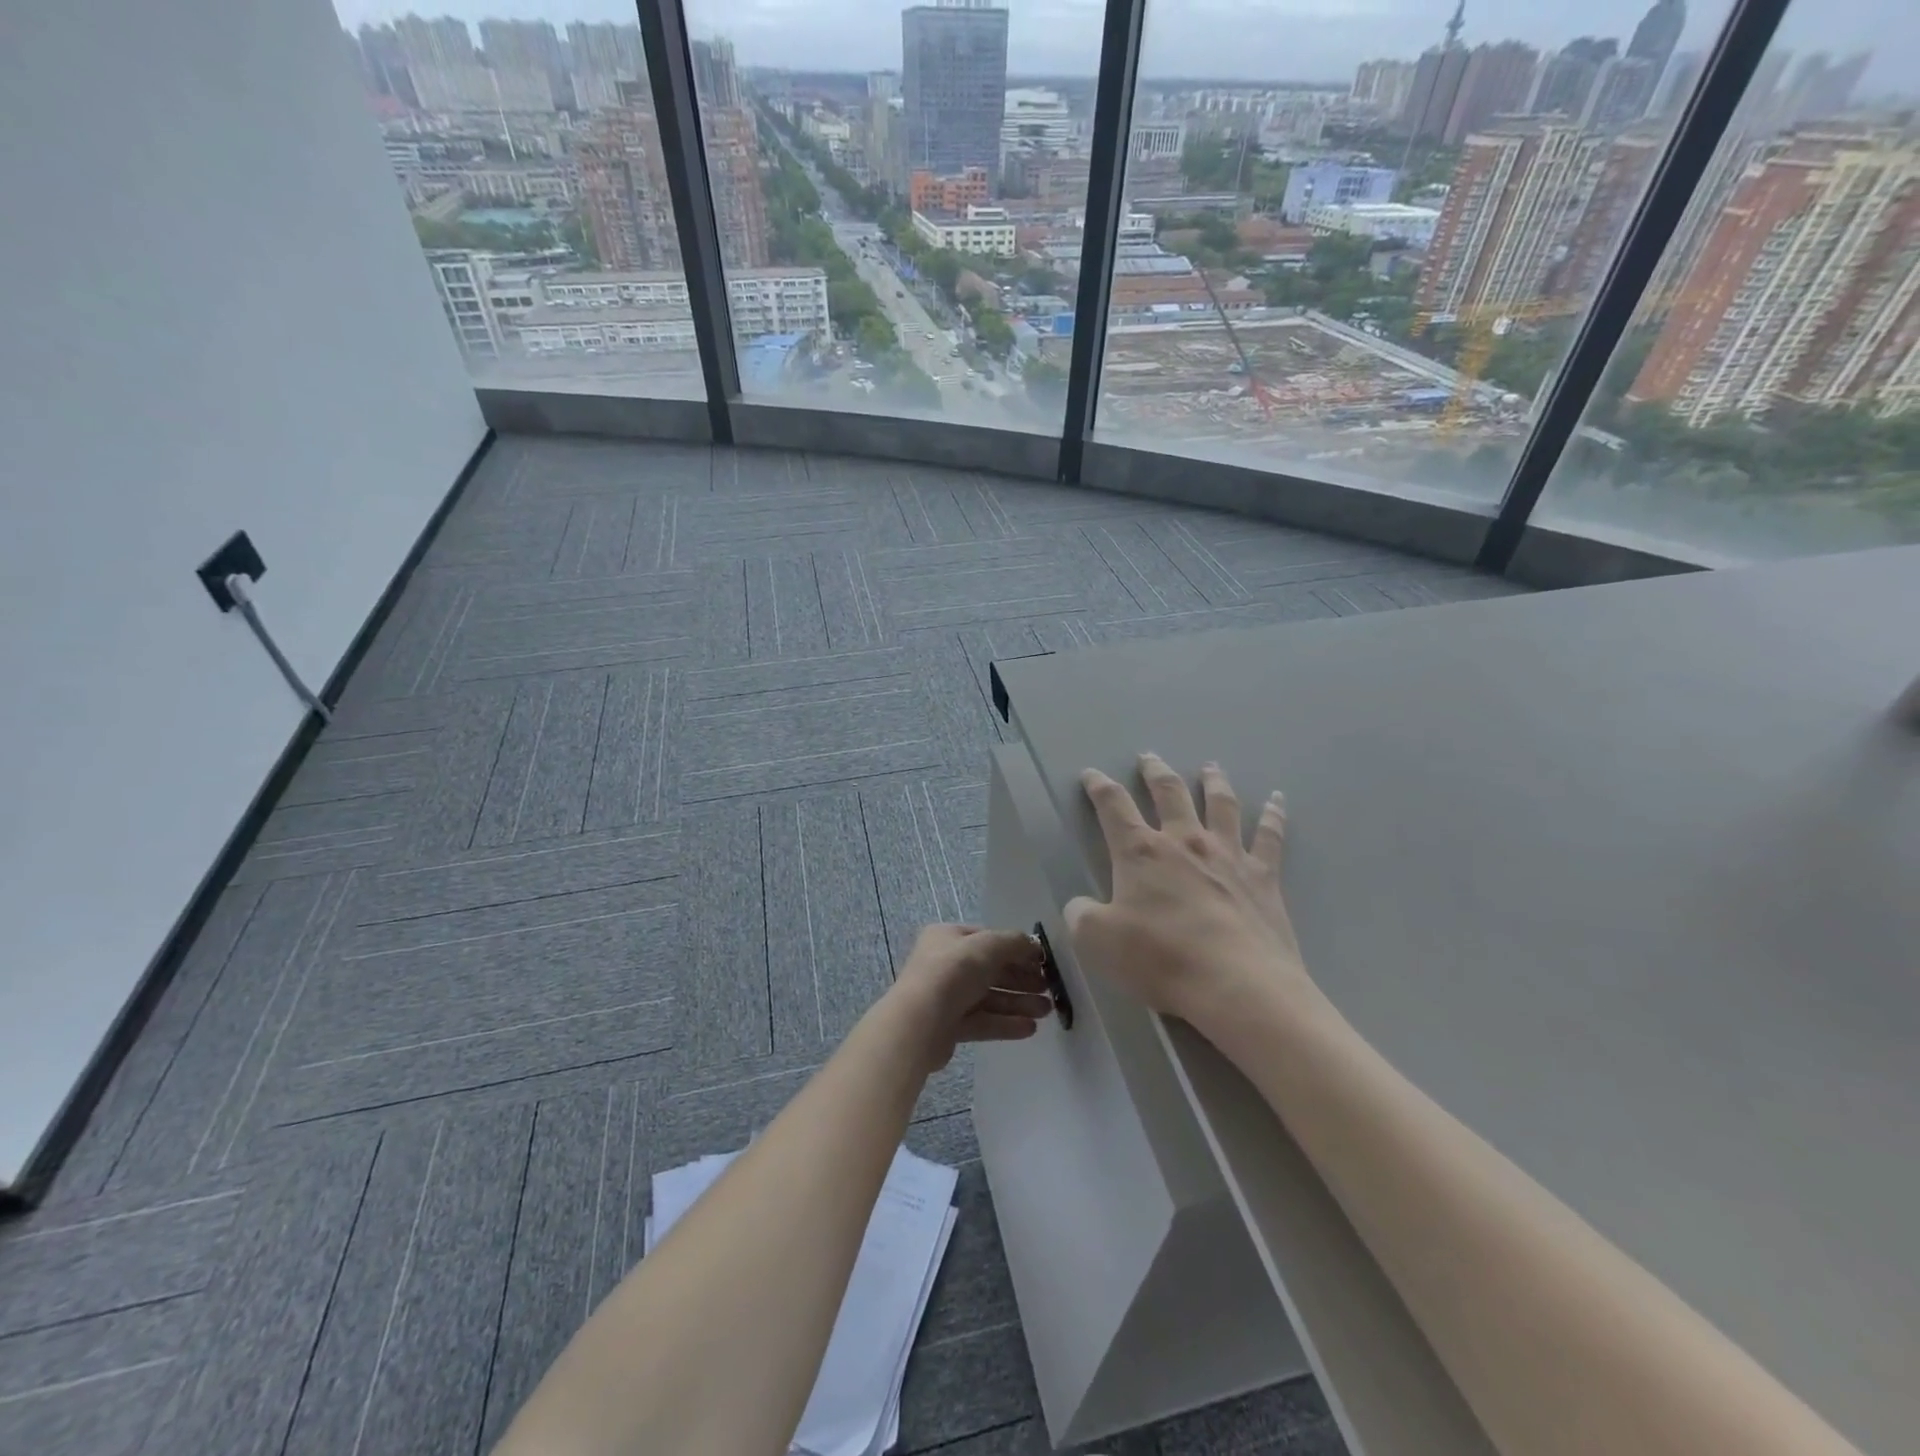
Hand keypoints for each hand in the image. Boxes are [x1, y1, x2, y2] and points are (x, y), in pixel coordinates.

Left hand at [885, 924, 1053, 1071]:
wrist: (919, 1023)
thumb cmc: (953, 973)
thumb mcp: (988, 946)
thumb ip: (1014, 942)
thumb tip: (1034, 945)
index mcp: (948, 937)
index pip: (988, 939)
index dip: (1017, 949)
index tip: (1043, 962)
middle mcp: (945, 964)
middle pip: (991, 970)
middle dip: (1021, 979)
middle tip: (1049, 989)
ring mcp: (946, 996)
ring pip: (989, 997)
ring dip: (1018, 1002)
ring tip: (1046, 1011)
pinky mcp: (949, 1026)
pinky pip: (983, 1021)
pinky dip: (1005, 1023)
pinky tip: (1029, 1029)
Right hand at [1066, 754, 1314, 1031]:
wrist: (1237, 985)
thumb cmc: (1161, 959)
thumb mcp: (1097, 941)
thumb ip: (1080, 915)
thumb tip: (1079, 905)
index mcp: (1141, 852)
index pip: (1113, 806)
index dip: (1099, 787)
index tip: (1091, 774)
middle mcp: (1184, 841)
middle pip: (1169, 793)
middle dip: (1155, 772)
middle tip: (1149, 757)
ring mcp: (1228, 855)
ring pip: (1220, 804)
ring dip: (1213, 781)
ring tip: (1210, 766)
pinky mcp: (1263, 876)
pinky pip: (1270, 836)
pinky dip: (1273, 814)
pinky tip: (1276, 799)